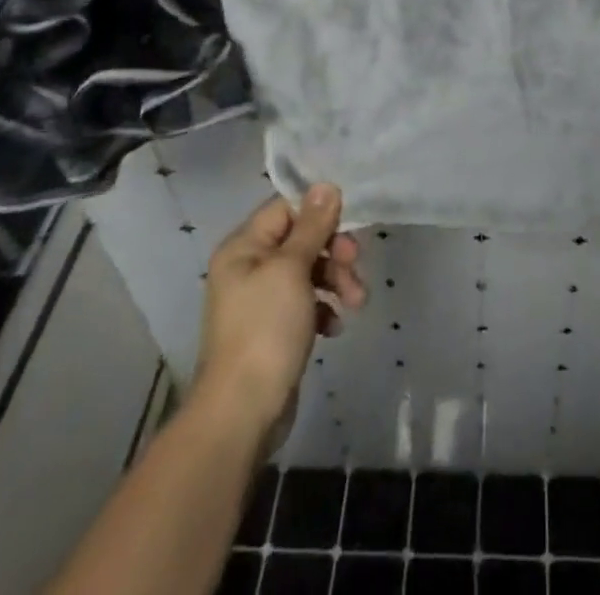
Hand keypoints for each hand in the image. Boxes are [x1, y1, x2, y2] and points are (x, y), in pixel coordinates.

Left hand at [196, 186, 366, 431]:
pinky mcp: (273, 330)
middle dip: (333, 251)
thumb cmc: (265, 330)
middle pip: (301, 239)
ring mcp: (260, 301)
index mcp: (243, 247)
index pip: (286, 208)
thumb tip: (325, 185)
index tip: (349, 225)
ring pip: (307, 272)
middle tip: (355, 264)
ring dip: (335, 281)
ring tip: (356, 303)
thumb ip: (312, 226)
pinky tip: (334, 326)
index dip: (319, 212)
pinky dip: (323, 309)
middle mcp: (248, 268)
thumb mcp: (292, 269)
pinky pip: (305, 303)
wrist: (242, 413)